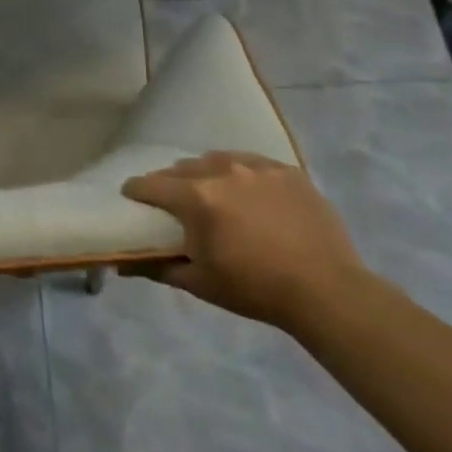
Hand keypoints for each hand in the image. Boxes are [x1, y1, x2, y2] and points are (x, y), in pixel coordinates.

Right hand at [122, 152, 368, 329]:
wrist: (327, 291)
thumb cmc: (255, 289)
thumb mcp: (200, 283)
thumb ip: (158, 268)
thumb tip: (124, 263)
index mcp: (196, 197)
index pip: (151, 184)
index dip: (136, 191)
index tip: (132, 198)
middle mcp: (222, 171)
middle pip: (182, 168)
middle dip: (171, 183)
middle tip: (174, 204)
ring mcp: (257, 167)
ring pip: (217, 160)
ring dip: (206, 174)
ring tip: (213, 193)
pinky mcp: (287, 170)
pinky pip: (252, 163)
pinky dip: (242, 175)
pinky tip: (249, 194)